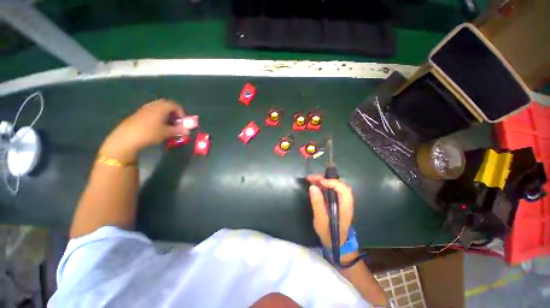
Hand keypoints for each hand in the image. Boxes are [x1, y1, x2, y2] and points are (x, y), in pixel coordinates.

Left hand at [100, 99, 187, 161]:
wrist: (127, 137)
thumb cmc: (150, 133)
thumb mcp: (167, 132)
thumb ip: (179, 130)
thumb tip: (187, 130)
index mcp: (161, 108)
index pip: (175, 105)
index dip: (181, 112)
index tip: (183, 121)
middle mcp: (153, 105)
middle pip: (166, 105)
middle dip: (173, 112)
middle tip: (176, 121)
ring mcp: (144, 109)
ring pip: (158, 108)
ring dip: (165, 114)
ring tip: (168, 124)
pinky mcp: (138, 114)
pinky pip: (151, 111)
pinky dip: (158, 116)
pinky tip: (157, 126)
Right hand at [306, 174, 353, 247]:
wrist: (336, 244)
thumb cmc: (329, 234)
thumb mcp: (321, 220)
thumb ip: (318, 204)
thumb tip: (313, 187)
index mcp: (345, 207)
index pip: (343, 189)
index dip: (332, 182)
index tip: (320, 182)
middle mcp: (345, 201)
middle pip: (339, 184)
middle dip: (325, 179)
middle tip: (311, 177)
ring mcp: (341, 201)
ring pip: (334, 185)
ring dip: (323, 180)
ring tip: (310, 179)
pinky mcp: (337, 201)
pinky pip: (331, 189)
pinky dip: (323, 185)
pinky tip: (315, 184)